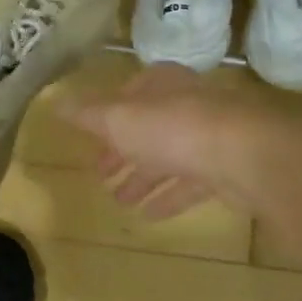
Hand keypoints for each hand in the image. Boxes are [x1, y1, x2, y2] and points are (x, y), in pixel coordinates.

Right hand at [61, 63, 278, 219]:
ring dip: (143, 178)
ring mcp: (210, 138)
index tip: (91, 139)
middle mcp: (187, 105)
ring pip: (168, 157)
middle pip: (148, 127)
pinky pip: (189, 184)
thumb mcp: (118, 118)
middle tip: (99, 174)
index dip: (108, 116)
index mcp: (162, 85)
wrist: (245, 156)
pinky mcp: (226, 170)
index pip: (130, 94)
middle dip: (123, 151)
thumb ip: (87, 113)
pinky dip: (168, 197)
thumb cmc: (173, 128)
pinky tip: (148, 215)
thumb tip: (55, 101)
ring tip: (119, 201)